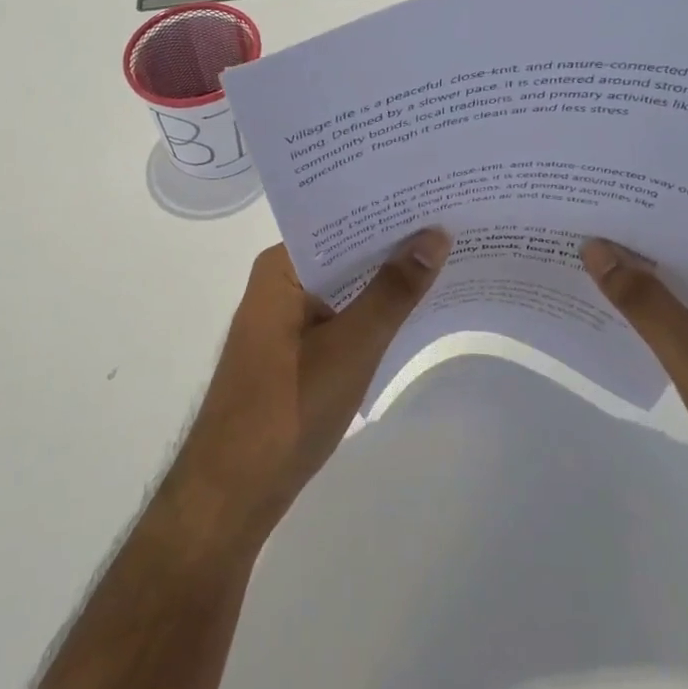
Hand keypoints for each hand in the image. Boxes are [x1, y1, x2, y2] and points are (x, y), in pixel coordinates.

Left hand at [164, 231, 450, 557]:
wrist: (233, 493)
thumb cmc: (288, 409)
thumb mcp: (353, 345)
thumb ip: (394, 290)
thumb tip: (435, 234)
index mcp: (281, 267)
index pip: (341, 220)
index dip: (388, 211)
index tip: (435, 196)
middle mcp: (279, 282)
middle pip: (344, 252)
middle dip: (394, 244)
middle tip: (454, 224)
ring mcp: (284, 319)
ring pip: (344, 286)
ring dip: (385, 280)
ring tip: (446, 258)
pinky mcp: (292, 351)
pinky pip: (339, 316)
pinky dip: (371, 312)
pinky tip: (412, 310)